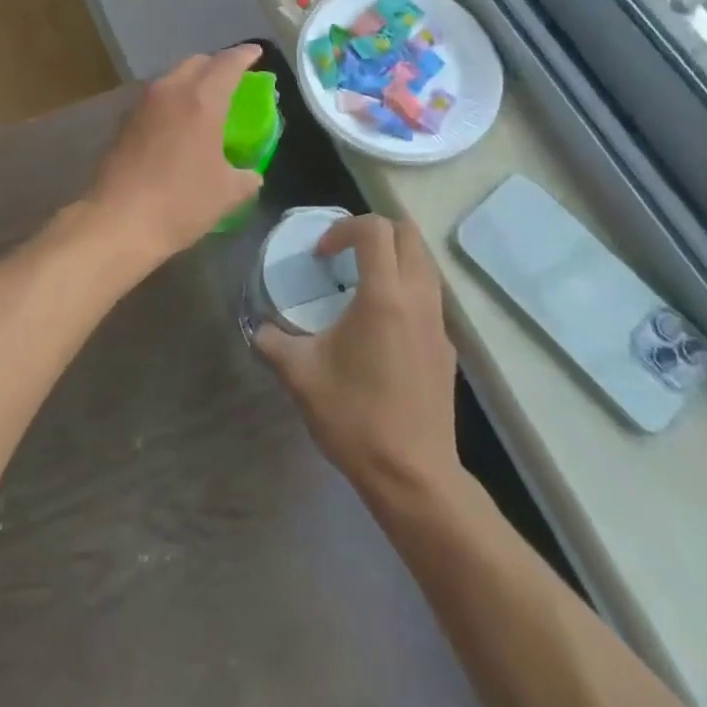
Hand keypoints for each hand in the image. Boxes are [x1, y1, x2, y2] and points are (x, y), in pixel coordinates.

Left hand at [83, 45, 265, 273]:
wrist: (117, 221)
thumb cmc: (180, 203)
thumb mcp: (227, 193)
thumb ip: (246, 176)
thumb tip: (251, 174)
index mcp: (202, 100)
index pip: (228, 63)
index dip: (245, 55)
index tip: (257, 53)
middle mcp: (170, 91)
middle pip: (196, 63)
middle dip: (216, 65)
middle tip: (232, 79)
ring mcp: (142, 105)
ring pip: (172, 78)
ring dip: (191, 82)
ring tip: (205, 101)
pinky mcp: (123, 122)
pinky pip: (155, 99)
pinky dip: (171, 101)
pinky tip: (176, 124)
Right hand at [256, 216, 459, 501]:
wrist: (413, 477)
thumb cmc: (355, 418)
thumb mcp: (300, 376)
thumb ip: (272, 343)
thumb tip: (259, 329)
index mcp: (384, 296)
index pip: (374, 229)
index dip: (343, 228)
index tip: (321, 255)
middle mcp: (419, 298)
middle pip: (408, 234)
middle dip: (374, 231)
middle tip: (344, 254)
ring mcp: (439, 323)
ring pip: (424, 264)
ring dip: (394, 257)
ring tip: (361, 284)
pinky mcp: (447, 349)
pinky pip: (430, 297)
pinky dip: (406, 290)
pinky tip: (381, 327)